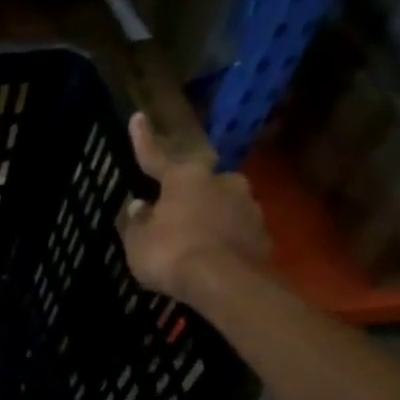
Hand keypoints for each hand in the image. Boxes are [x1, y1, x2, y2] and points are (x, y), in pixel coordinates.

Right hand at [116, 113, 269, 303]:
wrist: (226, 282)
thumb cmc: (171, 255)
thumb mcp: (138, 242)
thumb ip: (137, 222)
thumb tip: (140, 205)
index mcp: (185, 177)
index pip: (157, 156)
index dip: (143, 140)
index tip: (138, 117)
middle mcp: (221, 181)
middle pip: (198, 181)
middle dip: (187, 192)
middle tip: (173, 211)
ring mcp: (247, 204)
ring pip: (221, 204)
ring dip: (208, 216)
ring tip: (194, 240)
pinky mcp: (262, 231)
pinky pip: (234, 229)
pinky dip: (223, 237)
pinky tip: (213, 255)